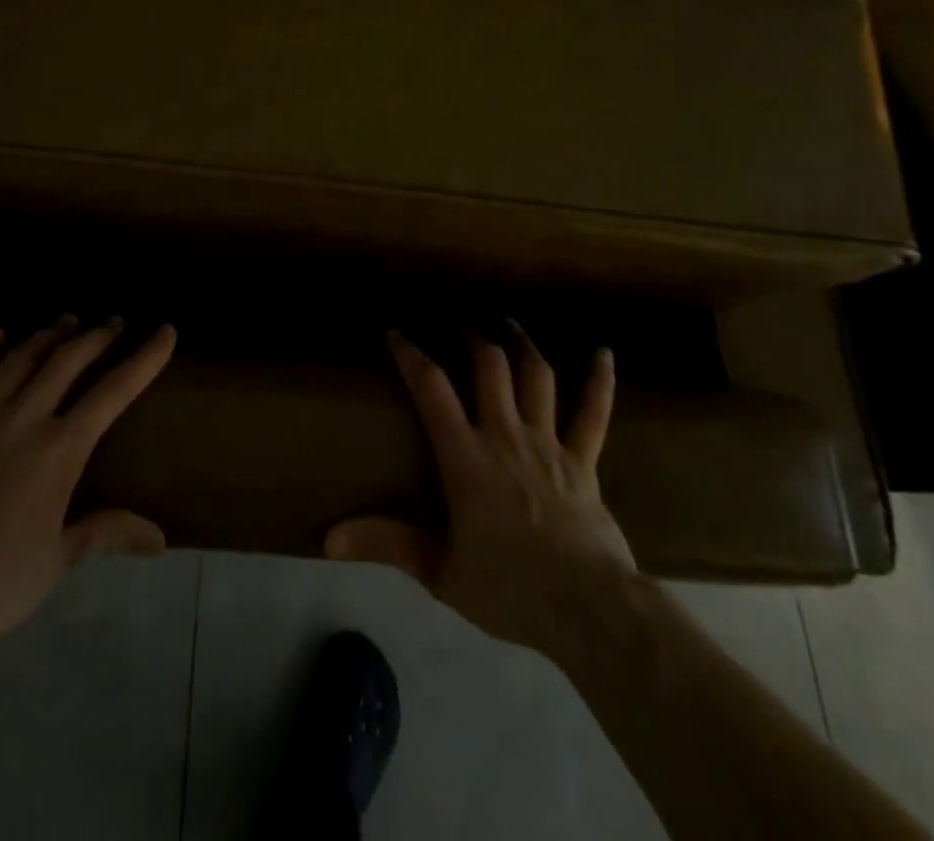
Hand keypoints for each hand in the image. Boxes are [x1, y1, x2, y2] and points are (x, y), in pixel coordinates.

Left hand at [0, 316, 175, 657]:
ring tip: (66, 321)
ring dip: (48, 335)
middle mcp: (22, 419)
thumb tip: (160, 539)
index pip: (115, 391)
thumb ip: (107, 531)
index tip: (165, 331)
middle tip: (114, 322)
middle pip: (67, 360)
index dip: (145, 358)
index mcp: (60, 449)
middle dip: (97, 336)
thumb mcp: (58, 559)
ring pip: (19, 359)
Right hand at [326, 322, 634, 652]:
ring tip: (508, 323)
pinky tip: (603, 353)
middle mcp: (506, 435)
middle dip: (472, 340)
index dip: (412, 356)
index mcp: (467, 457)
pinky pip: (594, 413)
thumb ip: (387, 544)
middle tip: (460, 328)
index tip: (397, 334)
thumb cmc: (510, 589)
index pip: (432, 390)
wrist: (588, 610)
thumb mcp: (440, 571)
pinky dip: (599, 381)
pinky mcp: (584, 460)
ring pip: (537, 377)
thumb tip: (330, 538)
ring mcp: (549, 443)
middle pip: (489, 368)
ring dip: (522, 344)